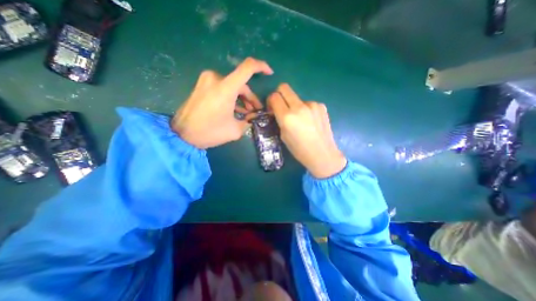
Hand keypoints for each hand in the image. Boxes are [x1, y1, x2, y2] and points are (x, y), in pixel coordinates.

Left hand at [172, 56, 271, 147]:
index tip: (270, 73)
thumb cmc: (210, 132)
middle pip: (241, 84)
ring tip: (246, 113)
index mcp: (225, 88)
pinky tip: (235, 109)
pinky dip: (231, 97)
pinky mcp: (202, 85)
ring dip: (241, 98)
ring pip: (232, 87)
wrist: (182, 135)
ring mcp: (207, 80)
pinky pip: (222, 88)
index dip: (261, 67)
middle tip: (255, 111)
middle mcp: (216, 78)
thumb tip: (254, 117)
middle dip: (251, 98)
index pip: (248, 67)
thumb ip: (248, 121)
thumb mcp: (235, 130)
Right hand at [268, 83, 347, 177]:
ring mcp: (312, 105)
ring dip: (295, 105)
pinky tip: (310, 121)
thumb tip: (278, 111)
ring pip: (297, 98)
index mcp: (287, 117)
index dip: (271, 100)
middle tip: (282, 106)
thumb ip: (279, 120)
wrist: (322, 154)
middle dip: (279, 94)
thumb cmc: (299, 150)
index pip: (274, 97)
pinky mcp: (321, 106)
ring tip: (301, 120)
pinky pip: (308, 104)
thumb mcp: (283, 136)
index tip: (273, 108)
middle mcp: (299, 107)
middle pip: (284, 87)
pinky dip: (306, 110)